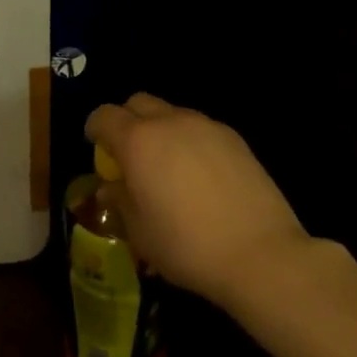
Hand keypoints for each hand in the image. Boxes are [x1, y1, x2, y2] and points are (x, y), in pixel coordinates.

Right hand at [85, 93, 307, 310]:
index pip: (104, 116)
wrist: (261, 254)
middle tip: (130, 154)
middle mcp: (169, 122)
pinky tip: (200, 175)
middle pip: (138, 102)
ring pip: (172, 112)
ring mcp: (205, 126)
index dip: (95, 129)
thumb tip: (111, 187)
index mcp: (137, 141)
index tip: (96, 148)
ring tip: (168, 166)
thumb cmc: (187, 246)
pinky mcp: (234, 138)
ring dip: (160, 130)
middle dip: (127, 120)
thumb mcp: (140, 232)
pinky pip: (200, 128)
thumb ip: (120, 201)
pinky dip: (190, 141)